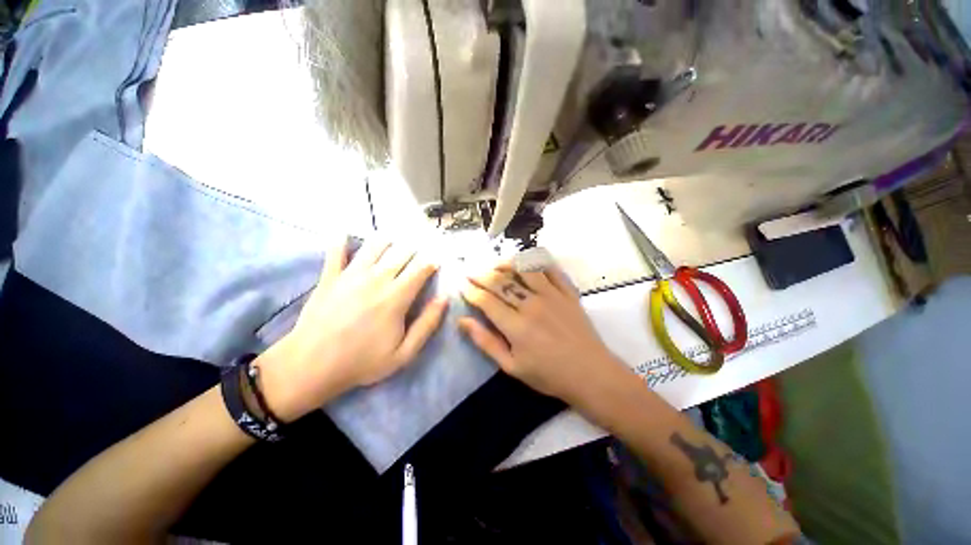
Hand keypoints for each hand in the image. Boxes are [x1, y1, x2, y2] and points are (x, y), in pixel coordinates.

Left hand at [256, 239, 448, 421]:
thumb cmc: (362, 361)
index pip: (420, 270)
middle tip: (418, 248)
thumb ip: (427, 324)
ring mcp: (350, 275)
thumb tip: (444, 298)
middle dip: (413, 249)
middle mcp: (376, 279)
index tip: (436, 262)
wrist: (310, 367)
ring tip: (393, 239)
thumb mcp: (404, 353)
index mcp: (396, 296)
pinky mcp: (329, 278)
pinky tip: (344, 234)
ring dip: (386, 241)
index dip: (431, 263)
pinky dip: (341, 242)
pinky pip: (335, 253)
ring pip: (373, 247)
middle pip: (400, 254)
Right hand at [458, 263, 626, 405]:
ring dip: (506, 263)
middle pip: (501, 281)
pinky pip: (550, 269)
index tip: (462, 285)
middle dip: (481, 275)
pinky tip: (526, 262)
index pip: (486, 300)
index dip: (471, 291)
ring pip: (524, 269)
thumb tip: (462, 321)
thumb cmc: (548, 375)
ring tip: (495, 264)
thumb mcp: (511, 366)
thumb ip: (486, 342)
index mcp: (516, 326)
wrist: (591, 374)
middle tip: (471, 272)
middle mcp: (532, 304)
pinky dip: (536, 261)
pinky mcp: (567, 292)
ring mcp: (552, 295)